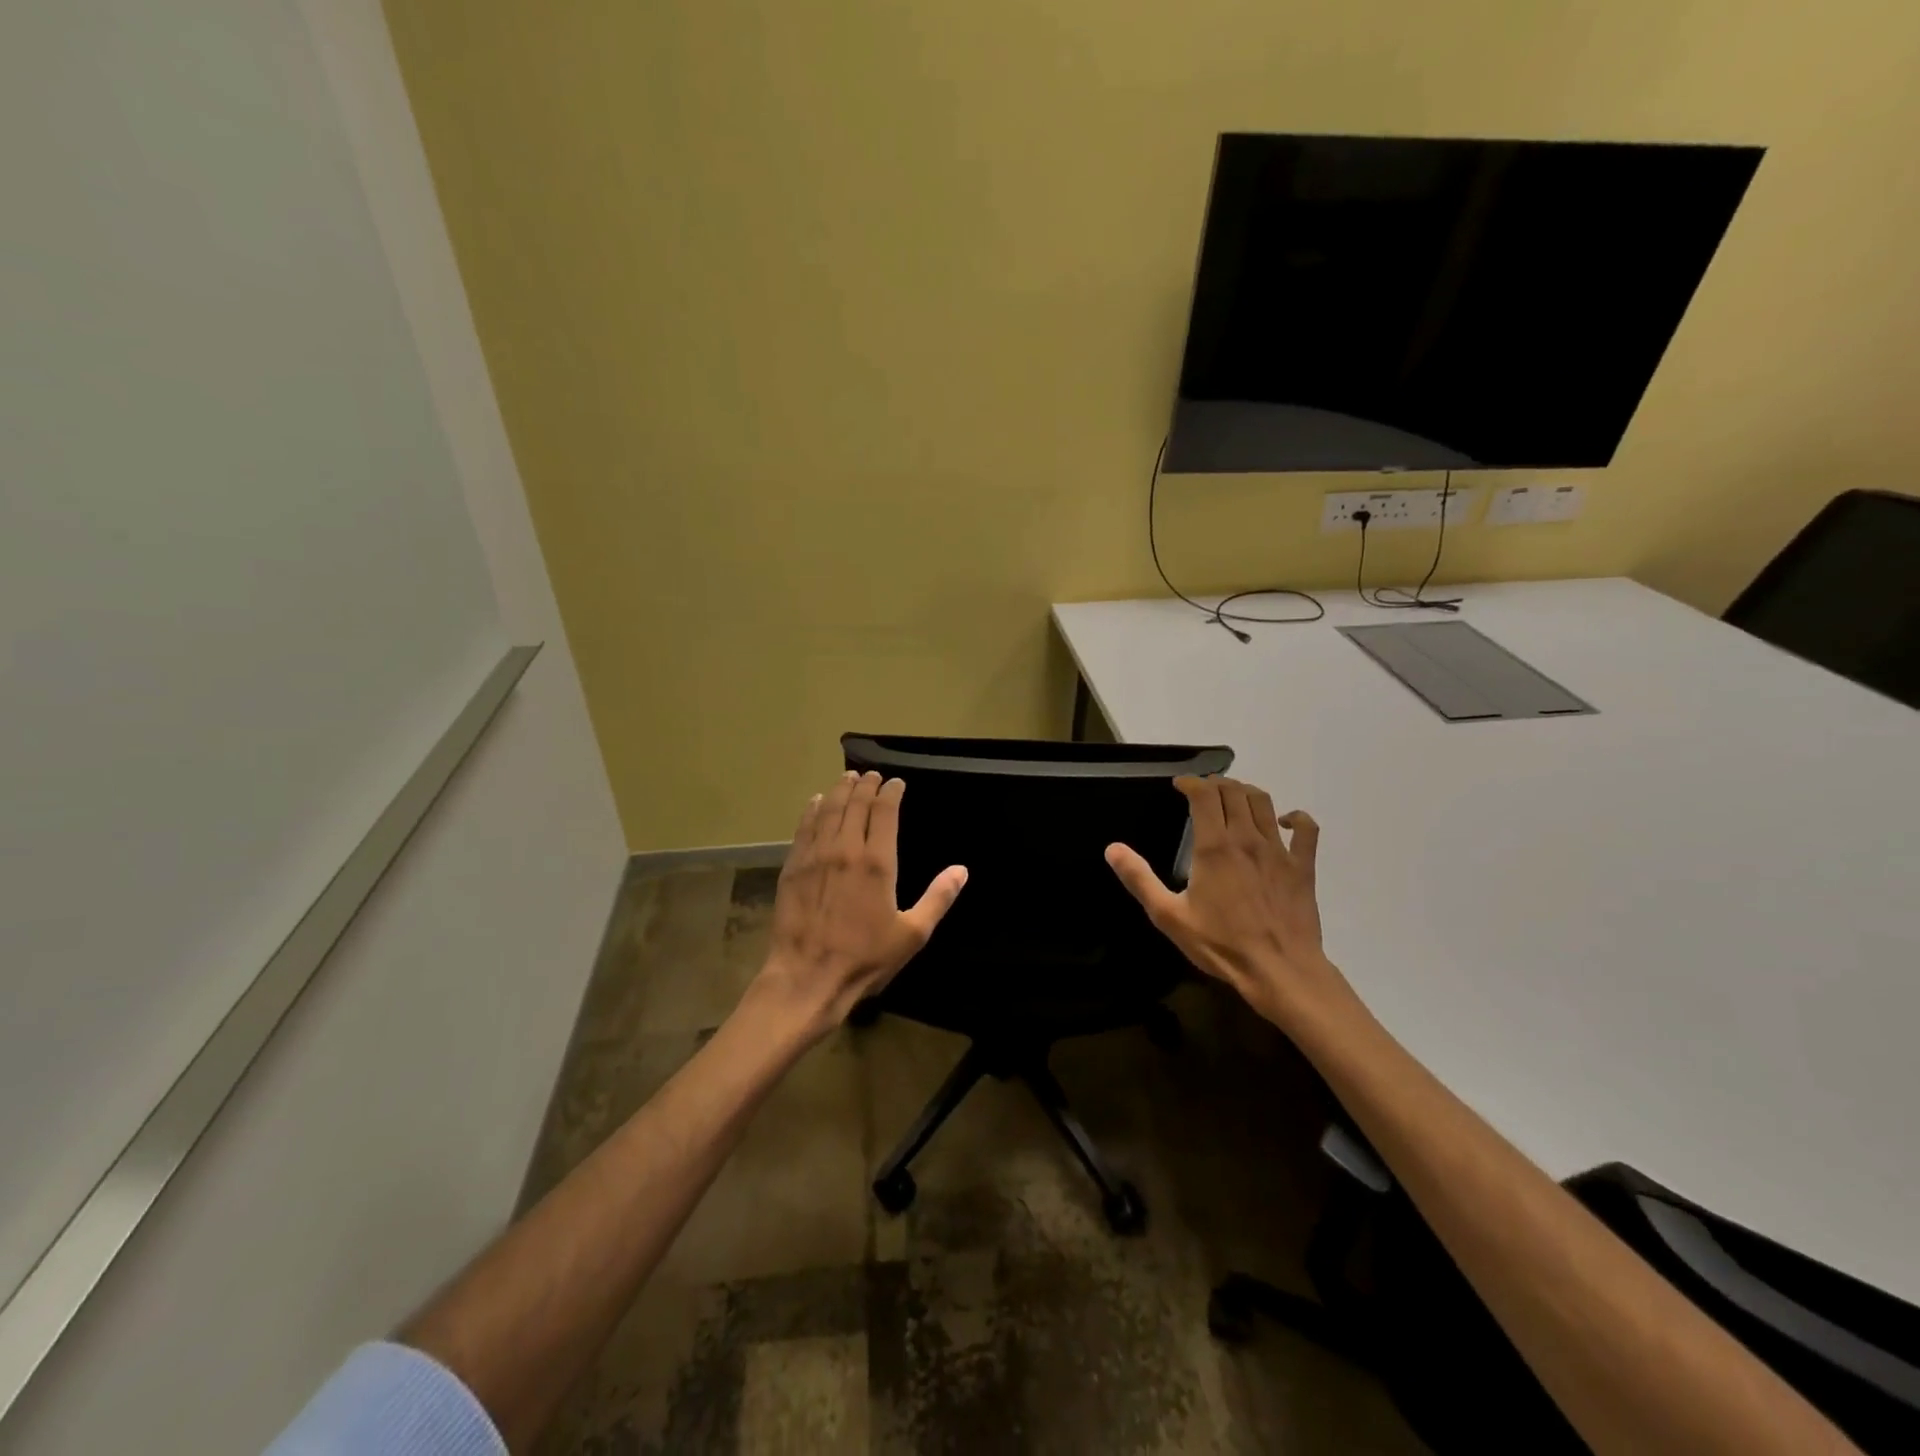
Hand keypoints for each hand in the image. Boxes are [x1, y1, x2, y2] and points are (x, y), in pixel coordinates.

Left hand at [753, 771, 967, 1035]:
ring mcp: (815, 856)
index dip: (891, 792)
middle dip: (866, 786)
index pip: (885, 811)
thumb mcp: (912, 934)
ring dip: (839, 791)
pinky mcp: (793, 868)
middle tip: (872, 776)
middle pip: (855, 804)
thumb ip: (938, 898)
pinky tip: (815, 803)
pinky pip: (803, 829)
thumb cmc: (865, 958)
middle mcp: (845, 849)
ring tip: (847, 779)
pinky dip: (812, 811)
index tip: (896, 783)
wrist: (808, 977)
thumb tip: (961, 870)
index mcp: (877, 862)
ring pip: (828, 810)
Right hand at [1105, 776, 1355, 1033]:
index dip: (1191, 782)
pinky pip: (1306, 830)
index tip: (1179, 785)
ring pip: (1265, 803)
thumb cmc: (1220, 944)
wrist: (1279, 970)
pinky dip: (1295, 818)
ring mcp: (1279, 851)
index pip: (1204, 794)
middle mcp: (1247, 839)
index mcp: (1214, 846)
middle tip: (1202, 792)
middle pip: (1235, 791)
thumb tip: (1113, 849)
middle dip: (1216, 784)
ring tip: (1233, 799)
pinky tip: (1285, 822)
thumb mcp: (1168, 916)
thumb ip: (1139, 879)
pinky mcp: (1303, 867)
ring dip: (1246, 793)